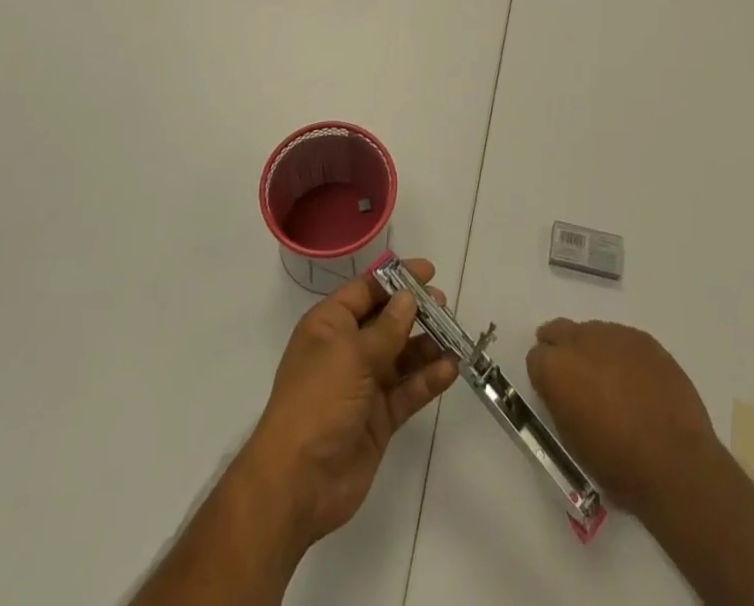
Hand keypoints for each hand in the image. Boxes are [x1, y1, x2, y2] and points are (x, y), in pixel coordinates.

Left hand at [243, 259, 460, 548]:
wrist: (299, 482)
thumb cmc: (318, 401)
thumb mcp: (351, 354)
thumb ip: (386, 328)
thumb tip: (409, 297)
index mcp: (329, 326)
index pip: (365, 290)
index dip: (396, 278)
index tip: (428, 271)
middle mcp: (346, 350)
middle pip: (386, 321)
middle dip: (415, 311)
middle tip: (444, 306)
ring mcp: (364, 386)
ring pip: (401, 356)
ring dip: (427, 345)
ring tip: (455, 336)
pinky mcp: (379, 418)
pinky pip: (408, 390)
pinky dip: (428, 379)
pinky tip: (451, 368)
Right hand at [526, 319, 723, 517]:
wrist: (676, 463)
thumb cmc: (618, 464)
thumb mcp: (572, 441)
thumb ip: (560, 402)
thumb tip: (564, 390)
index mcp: (556, 367)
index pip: (536, 357)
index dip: (545, 377)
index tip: (555, 394)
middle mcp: (580, 340)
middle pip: (559, 331)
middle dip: (562, 350)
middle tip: (576, 379)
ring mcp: (614, 334)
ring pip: (592, 333)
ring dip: (594, 352)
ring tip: (612, 384)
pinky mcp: (644, 339)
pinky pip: (623, 340)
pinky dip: (623, 356)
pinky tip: (637, 383)